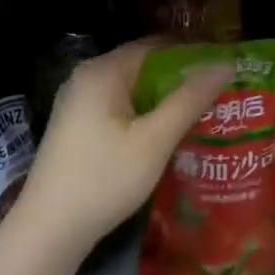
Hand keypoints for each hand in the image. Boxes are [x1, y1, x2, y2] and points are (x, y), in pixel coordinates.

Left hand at [16, 38, 230, 251]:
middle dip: (180, 79)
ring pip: (131, 90)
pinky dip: (143, 114)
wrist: (50, 228)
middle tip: (220, 94)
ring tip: (202, 113)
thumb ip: (189, 100)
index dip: (192, 53)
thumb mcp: (154, 140)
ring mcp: (76, 103)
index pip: (155, 45)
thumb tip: (225, 64)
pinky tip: (166, 134)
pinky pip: (117, 108)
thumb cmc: (104, 179)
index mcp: (102, 71)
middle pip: (142, 66)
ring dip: (163, 100)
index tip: (224, 67)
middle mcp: (85, 78)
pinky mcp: (75, 126)